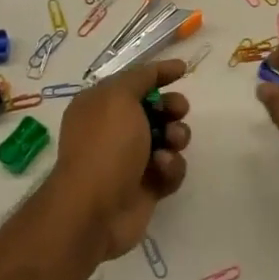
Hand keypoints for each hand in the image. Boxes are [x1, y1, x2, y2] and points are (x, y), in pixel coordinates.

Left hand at [40, 59, 190, 261]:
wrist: (95, 209)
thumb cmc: (105, 145)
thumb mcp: (119, 97)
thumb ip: (141, 77)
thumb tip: (159, 70)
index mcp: (100, 105)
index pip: (134, 81)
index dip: (158, 73)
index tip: (183, 70)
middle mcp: (114, 130)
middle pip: (156, 109)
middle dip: (172, 107)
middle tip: (178, 111)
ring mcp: (131, 160)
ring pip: (169, 139)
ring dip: (176, 137)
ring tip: (171, 143)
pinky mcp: (147, 186)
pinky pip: (170, 169)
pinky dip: (170, 167)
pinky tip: (161, 170)